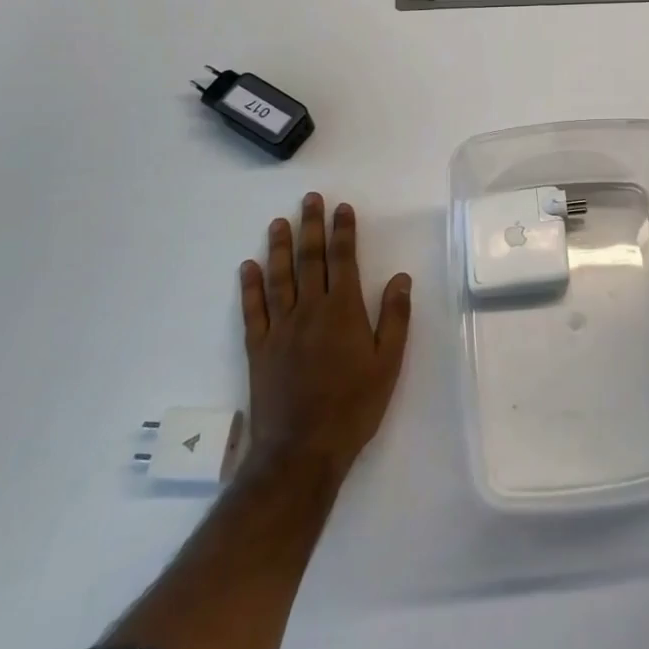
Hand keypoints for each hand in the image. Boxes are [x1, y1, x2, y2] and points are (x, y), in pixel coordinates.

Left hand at [241, 193, 410, 484]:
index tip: (342, 208)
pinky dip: (249, 287)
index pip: (343, 260)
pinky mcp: (258, 348)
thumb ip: (395, 317)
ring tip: (279, 223)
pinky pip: (253, 310)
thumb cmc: (354, 406)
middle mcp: (309, 310)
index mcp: (343, 311)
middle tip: (309, 199)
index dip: (343, 231)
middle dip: (311, 226)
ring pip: (279, 278)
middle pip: (310, 260)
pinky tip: (248, 267)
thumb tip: (401, 278)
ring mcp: (280, 328)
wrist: (302, 449)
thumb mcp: (388, 363)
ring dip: (279, 248)